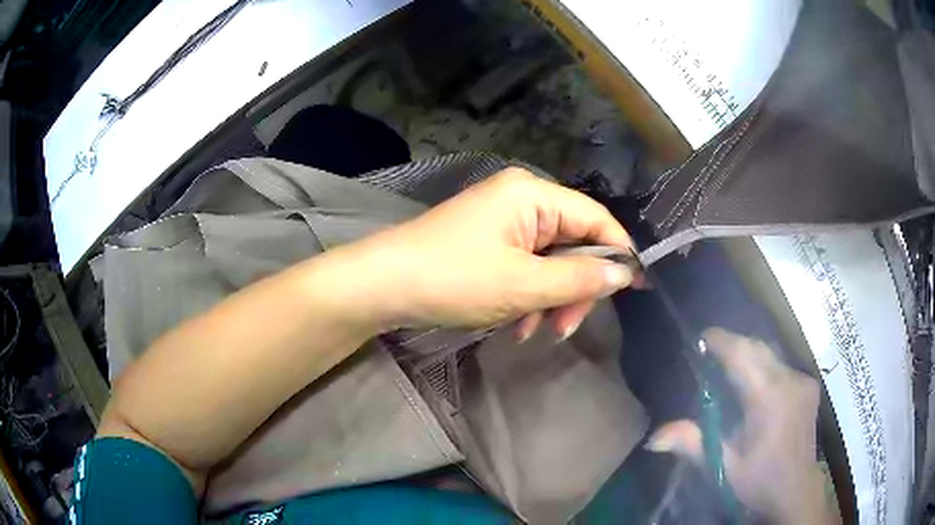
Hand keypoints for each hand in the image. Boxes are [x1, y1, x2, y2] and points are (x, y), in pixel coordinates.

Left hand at [335, 167, 634, 337]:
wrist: (382, 285)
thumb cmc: (454, 279)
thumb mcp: (523, 284)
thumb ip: (579, 278)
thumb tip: (624, 274)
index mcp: (532, 194)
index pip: (595, 219)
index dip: (618, 254)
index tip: (634, 290)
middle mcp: (521, 200)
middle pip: (573, 242)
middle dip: (574, 287)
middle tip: (565, 328)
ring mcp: (502, 222)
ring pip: (549, 261)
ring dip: (548, 299)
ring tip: (531, 331)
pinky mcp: (487, 243)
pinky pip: (524, 268)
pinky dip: (526, 297)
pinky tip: (513, 324)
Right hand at [646, 328, 837, 523]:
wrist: (795, 491)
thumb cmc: (758, 481)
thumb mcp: (723, 468)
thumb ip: (693, 445)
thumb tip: (653, 437)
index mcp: (769, 398)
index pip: (743, 354)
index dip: (721, 341)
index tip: (701, 337)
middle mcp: (790, 380)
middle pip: (758, 349)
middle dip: (733, 347)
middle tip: (710, 357)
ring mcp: (802, 381)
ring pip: (771, 356)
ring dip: (749, 358)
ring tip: (730, 374)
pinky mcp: (809, 386)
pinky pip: (782, 367)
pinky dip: (764, 369)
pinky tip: (755, 390)